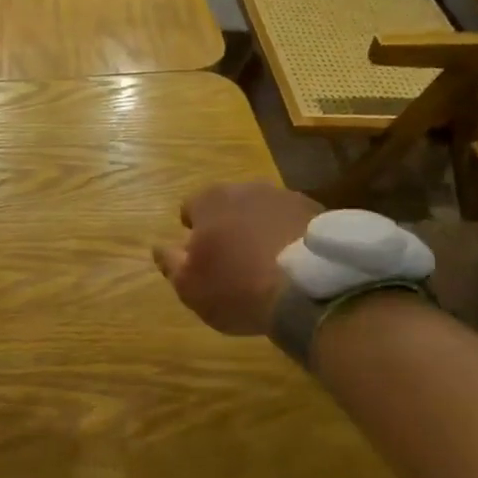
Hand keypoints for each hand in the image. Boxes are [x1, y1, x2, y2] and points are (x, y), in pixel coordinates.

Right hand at [153, 182, 319, 335]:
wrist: (310, 289)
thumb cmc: (237, 287)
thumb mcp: (190, 287)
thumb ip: (170, 263)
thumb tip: (158, 246)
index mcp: (210, 201)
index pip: (190, 207)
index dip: (193, 231)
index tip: (201, 256)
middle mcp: (246, 188)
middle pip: (229, 205)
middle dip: (228, 226)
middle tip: (234, 260)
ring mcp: (286, 196)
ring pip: (264, 211)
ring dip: (261, 229)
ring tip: (269, 263)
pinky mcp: (319, 211)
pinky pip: (295, 222)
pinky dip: (291, 236)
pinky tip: (296, 264)